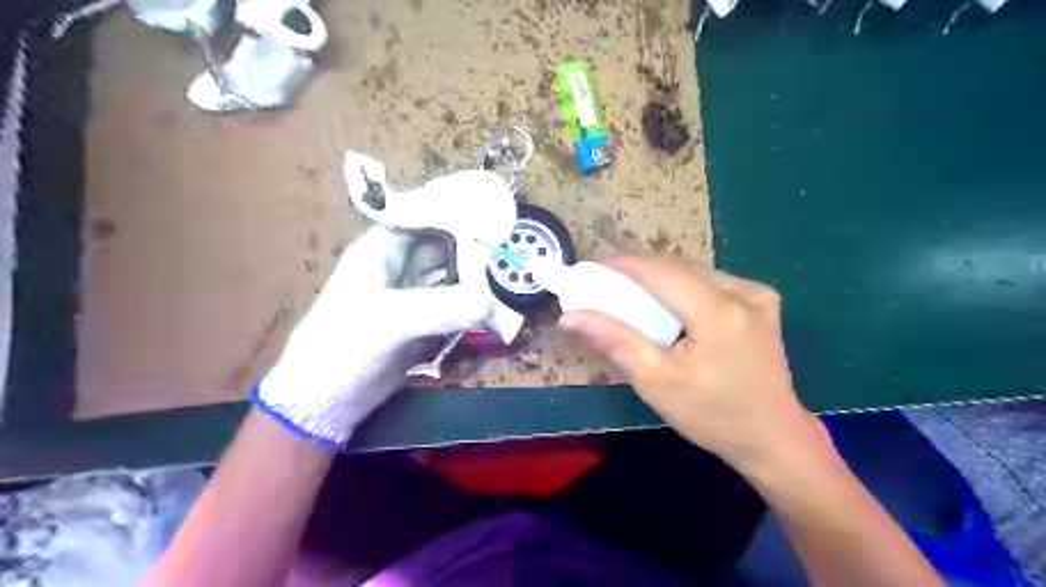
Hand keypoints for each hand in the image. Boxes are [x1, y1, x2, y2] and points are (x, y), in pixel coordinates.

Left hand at [256, 227, 494, 446]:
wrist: (326, 400)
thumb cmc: (344, 346)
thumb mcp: (392, 320)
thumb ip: (444, 307)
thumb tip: (493, 304)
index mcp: (383, 248)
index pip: (426, 215)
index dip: (459, 211)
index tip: (496, 214)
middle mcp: (400, 265)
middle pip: (446, 245)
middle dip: (477, 247)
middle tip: (514, 248)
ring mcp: (413, 294)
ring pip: (453, 275)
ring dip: (478, 278)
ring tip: (513, 275)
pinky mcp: (423, 321)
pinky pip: (454, 304)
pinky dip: (473, 305)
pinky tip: (496, 306)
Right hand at [560, 254, 820, 475]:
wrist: (773, 438)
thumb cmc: (711, 416)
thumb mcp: (655, 382)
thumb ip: (615, 341)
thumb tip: (571, 316)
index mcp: (718, 311)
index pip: (659, 270)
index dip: (622, 264)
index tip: (590, 270)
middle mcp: (742, 291)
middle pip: (676, 266)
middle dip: (636, 270)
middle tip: (603, 283)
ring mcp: (757, 293)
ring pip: (693, 271)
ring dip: (658, 277)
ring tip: (628, 291)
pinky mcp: (761, 301)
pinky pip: (710, 281)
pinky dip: (681, 286)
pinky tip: (666, 303)